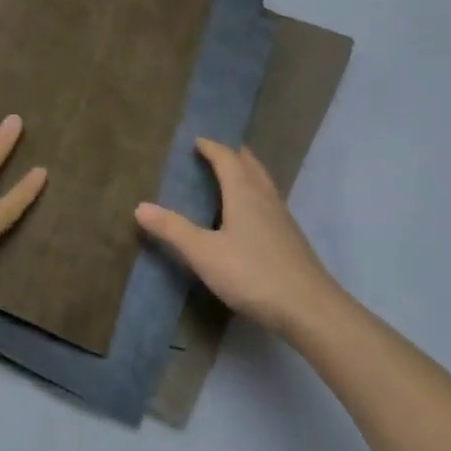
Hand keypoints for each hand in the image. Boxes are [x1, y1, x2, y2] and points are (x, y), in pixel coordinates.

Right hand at [136, 138, 340, 333]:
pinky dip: (255, 194)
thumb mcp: (204, 253)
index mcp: (244, 193)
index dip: (211, 147)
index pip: (227, 159)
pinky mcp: (290, 238)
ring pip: (263, 183)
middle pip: (250, 165)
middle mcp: (265, 198)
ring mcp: (282, 218)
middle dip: (232, 154)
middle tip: (214, 150)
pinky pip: (269, 202)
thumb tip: (140, 207)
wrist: (310, 309)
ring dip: (246, 172)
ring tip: (230, 175)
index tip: (196, 141)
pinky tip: (249, 214)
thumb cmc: (252, 274)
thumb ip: (173, 229)